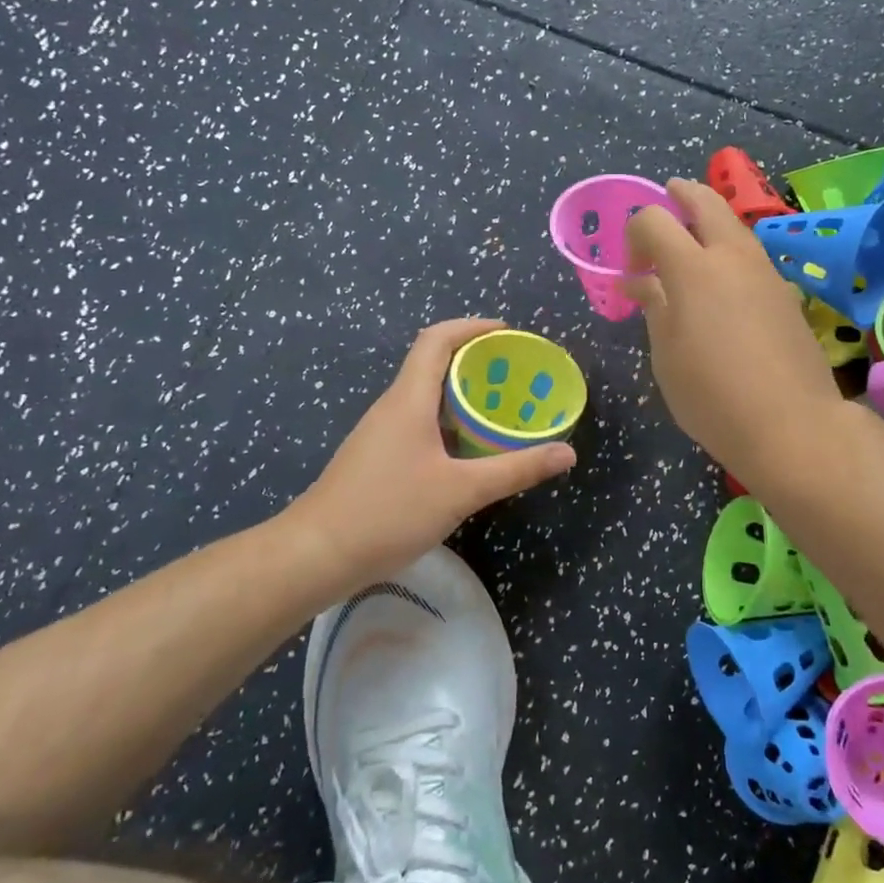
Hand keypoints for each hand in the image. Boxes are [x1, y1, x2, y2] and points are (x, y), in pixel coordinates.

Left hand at [293, 319, 576, 585]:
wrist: (316, 555)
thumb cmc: (389, 512)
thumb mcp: (462, 491)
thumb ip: (515, 469)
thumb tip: (567, 452)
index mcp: (409, 399)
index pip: (437, 340)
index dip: (472, 327)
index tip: (508, 333)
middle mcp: (392, 406)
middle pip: (433, 364)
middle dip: (475, 362)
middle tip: (516, 376)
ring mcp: (380, 433)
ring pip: (426, 397)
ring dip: (462, 395)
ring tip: (502, 410)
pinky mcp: (377, 457)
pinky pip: (418, 423)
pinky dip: (448, 423)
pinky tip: (469, 451)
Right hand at [624, 179, 843, 483]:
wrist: (791, 424)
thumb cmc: (712, 395)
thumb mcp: (666, 355)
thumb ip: (654, 308)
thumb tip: (640, 282)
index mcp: (693, 268)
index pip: (655, 219)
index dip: (635, 232)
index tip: (632, 268)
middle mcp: (733, 257)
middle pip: (706, 202)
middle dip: (681, 195)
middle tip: (667, 198)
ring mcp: (766, 273)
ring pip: (735, 227)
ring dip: (711, 224)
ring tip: (693, 246)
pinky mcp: (786, 294)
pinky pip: (752, 257)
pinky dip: (731, 253)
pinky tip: (724, 286)